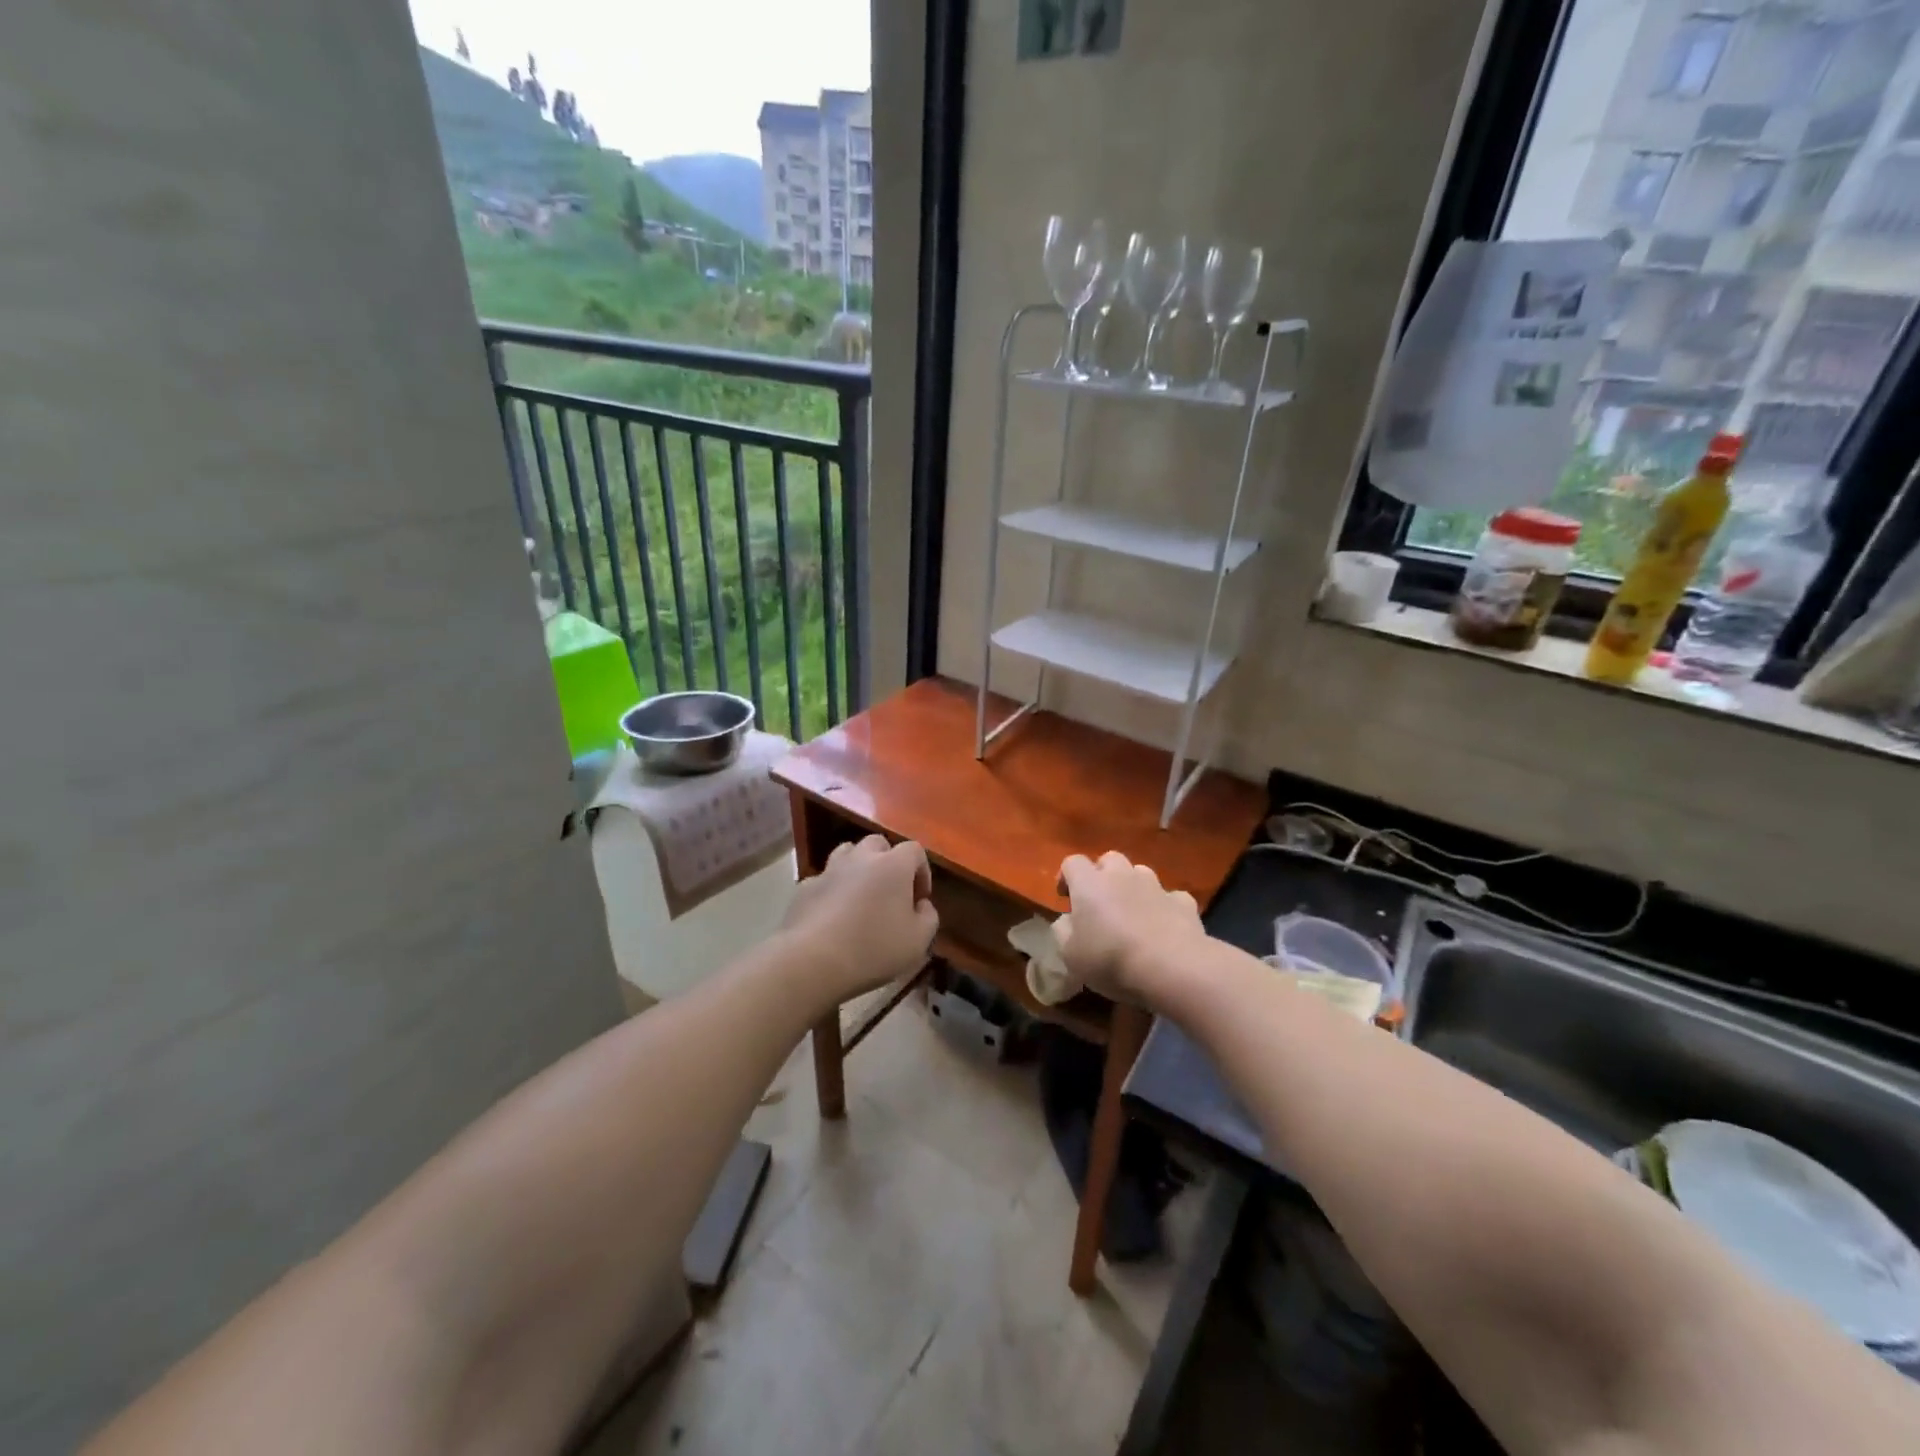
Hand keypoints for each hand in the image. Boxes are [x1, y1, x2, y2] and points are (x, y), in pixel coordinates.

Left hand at [783, 836, 938, 1000]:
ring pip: (847, 854)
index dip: (922, 871)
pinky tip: (832, 915)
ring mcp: (829, 870)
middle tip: (890, 892)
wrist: (812, 961)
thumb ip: (928, 917)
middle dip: (888, 862)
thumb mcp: (918, 941)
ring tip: (861, 896)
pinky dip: (832, 890)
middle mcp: (861, 858)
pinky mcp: (805, 888)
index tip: (919, 899)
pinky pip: (824, 880)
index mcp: (894, 865)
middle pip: (878, 844)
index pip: (915, 850)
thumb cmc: (874, 948)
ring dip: (858, 868)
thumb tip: (921, 905)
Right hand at [1056, 851, 1204, 1006]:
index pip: (1072, 862)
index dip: (1066, 876)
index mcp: (1089, 883)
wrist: (1172, 967)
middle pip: (1109, 859)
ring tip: (1133, 914)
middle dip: (1103, 875)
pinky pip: (1170, 897)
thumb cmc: (1111, 959)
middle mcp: (1122, 875)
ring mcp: (1156, 886)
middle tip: (1100, 903)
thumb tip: (1068, 920)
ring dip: (1134, 888)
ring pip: (1141, 874)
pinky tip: (1164, 928)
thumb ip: (1063, 931)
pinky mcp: (1183, 903)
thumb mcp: (1069, 954)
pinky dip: (1164, 907)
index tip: (1065, 898)